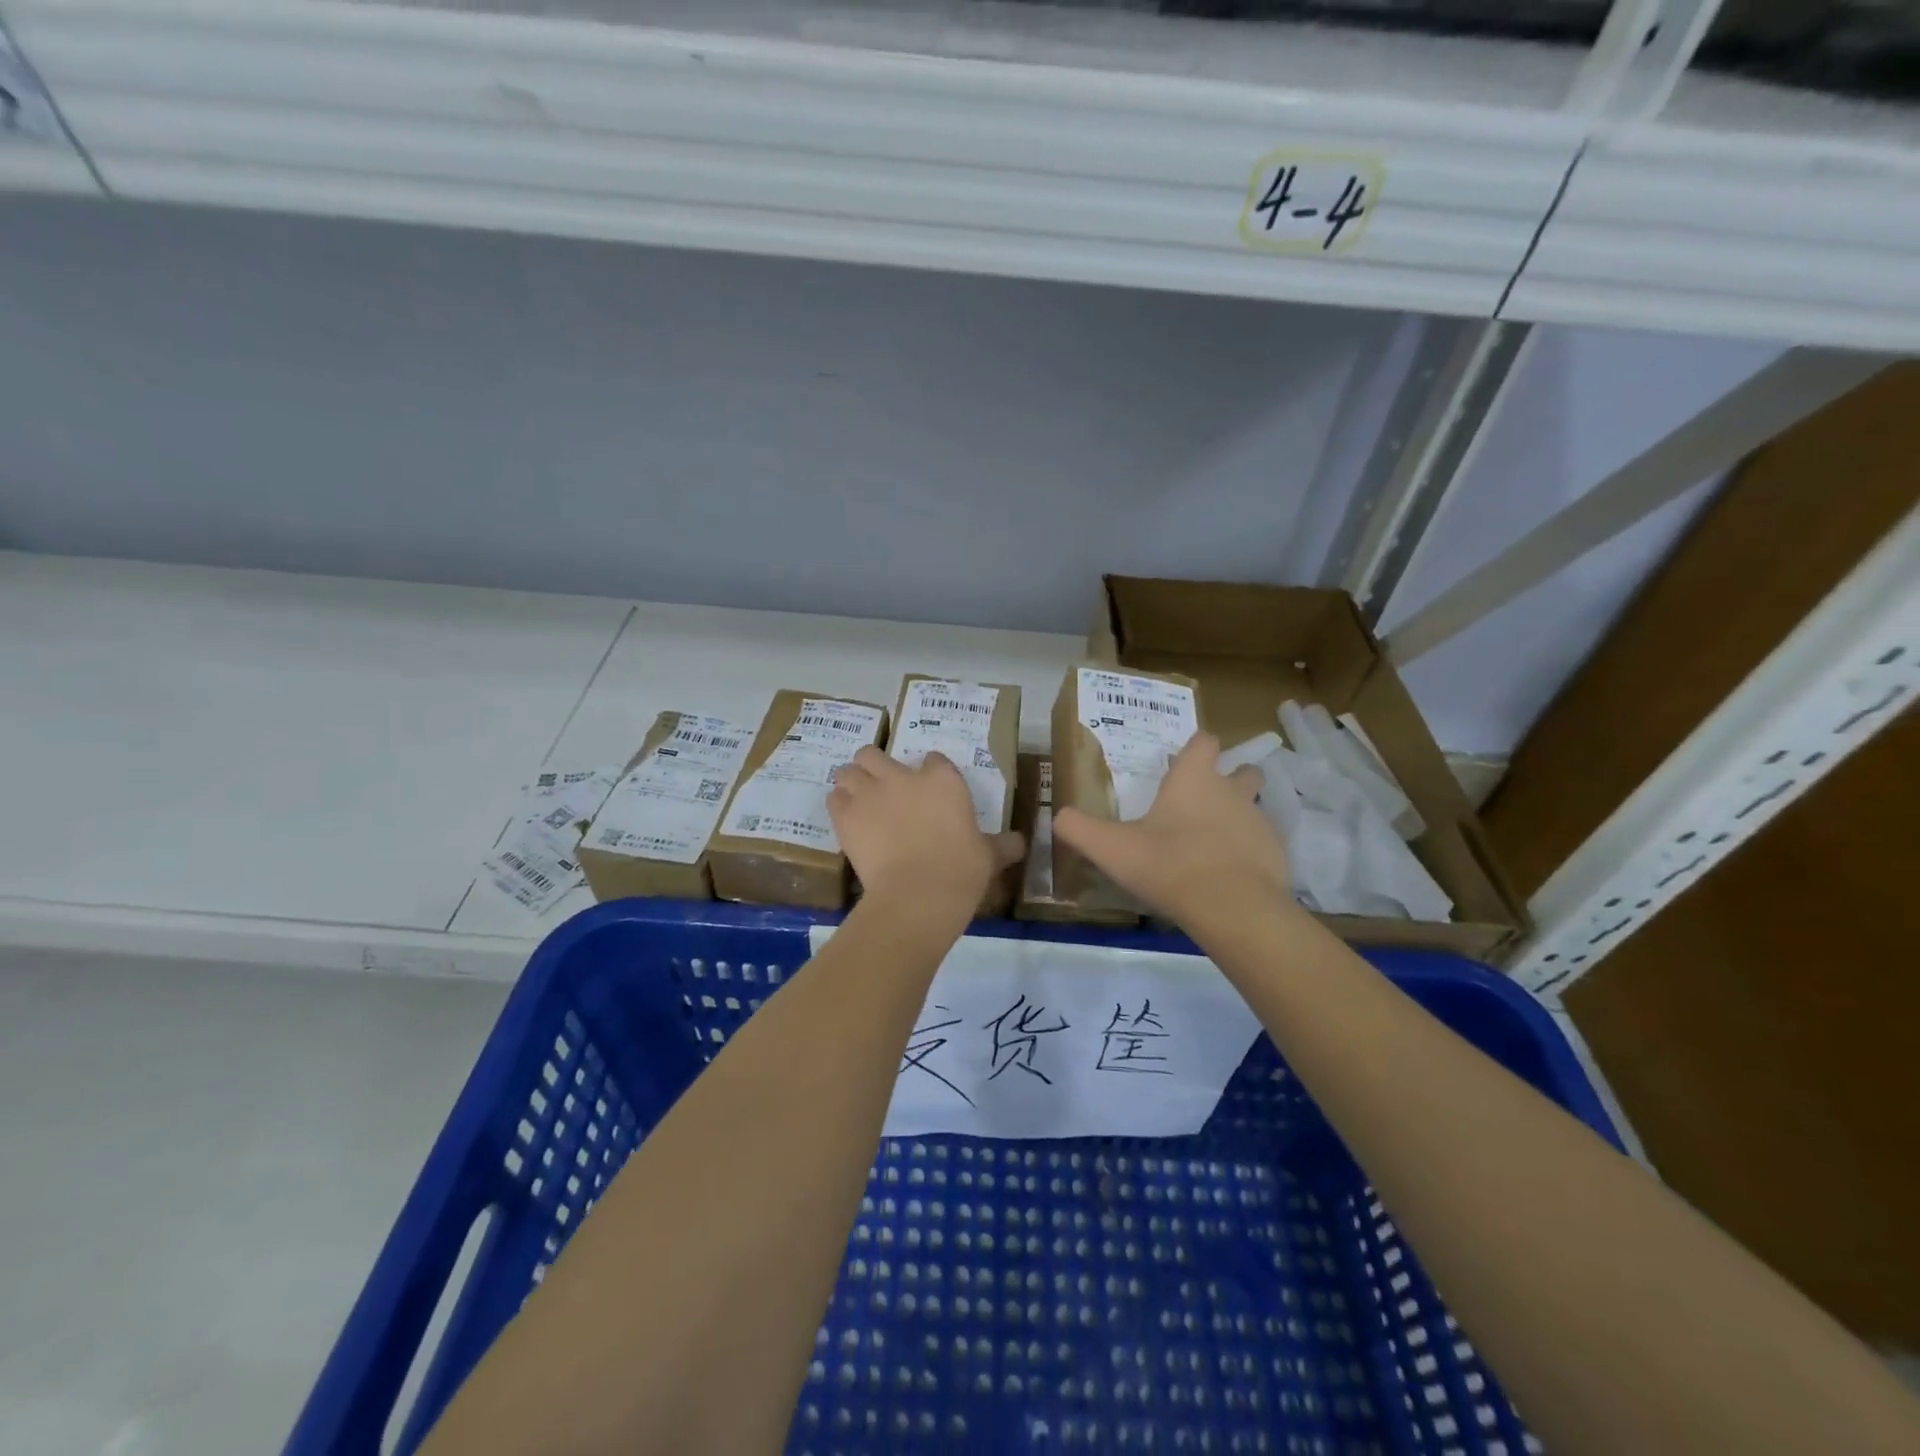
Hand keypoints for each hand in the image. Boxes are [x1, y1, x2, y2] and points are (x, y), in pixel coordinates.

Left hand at [828, 746, 1024, 914]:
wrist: (919, 893)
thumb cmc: (961, 870)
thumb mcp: (988, 856)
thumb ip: (1002, 845)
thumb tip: (1021, 844)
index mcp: (942, 780)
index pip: (933, 759)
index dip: (929, 773)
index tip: (929, 791)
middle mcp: (903, 777)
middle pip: (875, 753)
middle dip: (875, 765)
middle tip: (881, 787)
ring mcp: (870, 793)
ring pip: (849, 770)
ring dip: (852, 781)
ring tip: (858, 799)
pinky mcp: (845, 815)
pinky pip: (834, 798)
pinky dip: (839, 805)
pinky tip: (847, 819)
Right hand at [1053, 732, 1290, 927]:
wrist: (1231, 908)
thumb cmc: (1168, 864)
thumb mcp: (1110, 848)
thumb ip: (1079, 829)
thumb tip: (1058, 817)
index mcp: (1193, 780)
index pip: (1203, 741)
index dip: (1196, 747)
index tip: (1184, 760)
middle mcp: (1231, 791)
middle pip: (1244, 770)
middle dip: (1232, 778)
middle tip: (1207, 801)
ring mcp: (1259, 822)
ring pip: (1255, 807)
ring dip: (1240, 817)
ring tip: (1217, 842)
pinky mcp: (1277, 854)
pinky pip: (1264, 844)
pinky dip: (1251, 853)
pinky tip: (1232, 875)